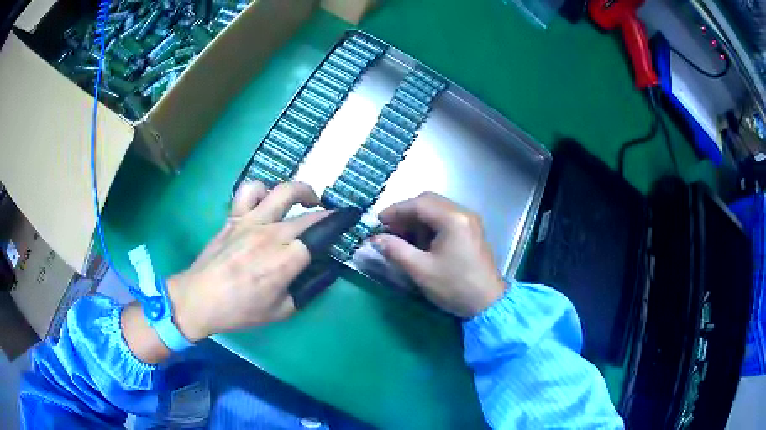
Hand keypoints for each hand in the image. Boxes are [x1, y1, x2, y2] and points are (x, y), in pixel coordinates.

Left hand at [167, 181, 329, 341]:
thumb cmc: (240, 310)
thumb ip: (308, 290)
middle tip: (336, 217)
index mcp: (286, 260)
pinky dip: (263, 190)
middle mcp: (272, 234)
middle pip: (309, 214)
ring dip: (302, 191)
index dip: (341, 224)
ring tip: (308, 199)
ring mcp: (251, 221)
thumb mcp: (282, 311)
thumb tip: (325, 273)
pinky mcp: (234, 217)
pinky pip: (250, 191)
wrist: (200, 299)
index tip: (351, 218)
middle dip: (329, 212)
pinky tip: (267, 201)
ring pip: (283, 192)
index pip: (322, 233)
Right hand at [371, 193, 505, 317]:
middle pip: (429, 202)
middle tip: (389, 229)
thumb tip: (375, 239)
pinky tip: (419, 242)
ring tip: (401, 237)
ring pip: (437, 210)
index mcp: (453, 219)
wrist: (487, 304)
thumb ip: (396, 250)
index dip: (395, 210)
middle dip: (406, 213)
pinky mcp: (471, 231)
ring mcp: (469, 222)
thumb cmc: (454, 287)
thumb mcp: (421, 270)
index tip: (377, 222)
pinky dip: (429, 226)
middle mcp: (463, 213)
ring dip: (417, 220)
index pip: (419, 204)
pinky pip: (446, 219)